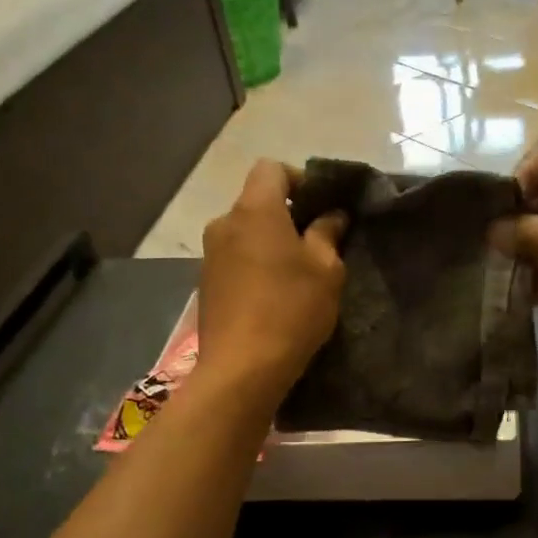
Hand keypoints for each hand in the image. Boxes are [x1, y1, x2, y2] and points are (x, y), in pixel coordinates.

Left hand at [197, 161, 347, 395]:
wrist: (242, 368)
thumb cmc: (291, 309)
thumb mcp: (326, 270)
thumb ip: (328, 234)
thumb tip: (332, 215)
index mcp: (254, 210)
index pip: (271, 169)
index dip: (298, 179)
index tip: (320, 206)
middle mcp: (224, 223)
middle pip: (256, 202)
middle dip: (286, 215)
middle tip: (315, 243)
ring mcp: (209, 255)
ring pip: (245, 232)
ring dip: (268, 242)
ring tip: (294, 273)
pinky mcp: (205, 284)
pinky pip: (234, 258)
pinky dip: (253, 264)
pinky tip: (272, 295)